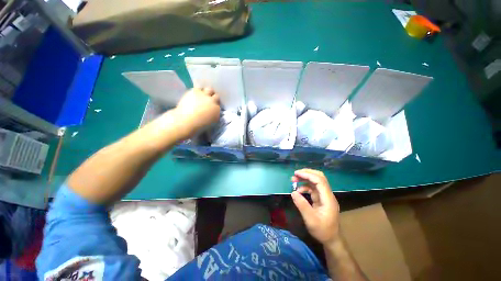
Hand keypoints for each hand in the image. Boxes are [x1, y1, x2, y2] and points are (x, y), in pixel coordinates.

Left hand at [173, 87, 220, 137]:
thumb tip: (208, 114)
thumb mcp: (207, 124)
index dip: (214, 106)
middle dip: (213, 97)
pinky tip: (192, 95)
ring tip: (201, 95)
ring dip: (207, 92)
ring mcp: (205, 95)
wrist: (185, 122)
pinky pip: (198, 89)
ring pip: (209, 89)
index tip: (210, 107)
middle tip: (207, 100)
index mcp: (217, 112)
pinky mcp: (196, 91)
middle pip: (216, 96)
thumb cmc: (195, 127)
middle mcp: (213, 102)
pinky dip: (196, 92)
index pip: (218, 106)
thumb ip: (210, 117)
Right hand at [291, 168, 339, 244]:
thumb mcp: (310, 220)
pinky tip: (299, 192)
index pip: (320, 181)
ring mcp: (326, 198)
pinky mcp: (323, 202)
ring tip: (293, 182)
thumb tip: (293, 193)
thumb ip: (302, 206)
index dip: (308, 175)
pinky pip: (315, 191)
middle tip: (294, 175)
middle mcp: (328, 195)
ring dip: (306, 181)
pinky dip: (307, 189)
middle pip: (320, 179)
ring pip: (317, 184)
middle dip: (308, 174)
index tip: (296, 173)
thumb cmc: (322, 230)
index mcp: (328, 198)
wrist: (331, 238)